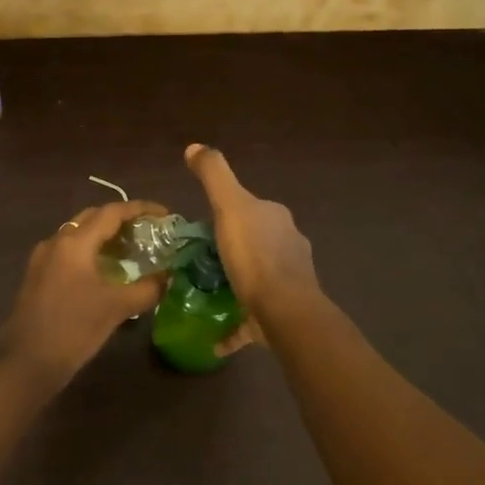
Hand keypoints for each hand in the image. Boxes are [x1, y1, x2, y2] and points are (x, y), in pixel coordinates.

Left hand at [0, 199, 167, 382]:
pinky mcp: (36, 276)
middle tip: (148, 231)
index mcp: (74, 243)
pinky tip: (104, 271)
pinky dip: (89, 252)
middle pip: (93, 218)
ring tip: (130, 250)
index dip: (140, 209)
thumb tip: (168, 277)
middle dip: (121, 220)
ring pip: (78, 234)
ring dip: (104, 236)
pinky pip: (68, 252)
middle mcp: (56, 242)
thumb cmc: (73, 329)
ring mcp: (42, 259)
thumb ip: (147, 289)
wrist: (27, 363)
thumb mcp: (117, 308)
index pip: (112, 212)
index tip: (164, 214)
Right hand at [185, 144, 319, 354]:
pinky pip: (253, 317)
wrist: (284, 310)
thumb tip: (195, 146)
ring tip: (205, 292)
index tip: (200, 228)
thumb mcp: (229, 206)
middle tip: (197, 261)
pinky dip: (237, 324)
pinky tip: (217, 337)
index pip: (248, 208)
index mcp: (275, 218)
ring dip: (235, 282)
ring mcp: (289, 279)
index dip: (225, 214)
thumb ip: (214, 174)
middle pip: (253, 242)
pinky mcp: (282, 312)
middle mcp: (288, 244)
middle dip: (230, 250)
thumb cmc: (254, 256)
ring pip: (257, 277)